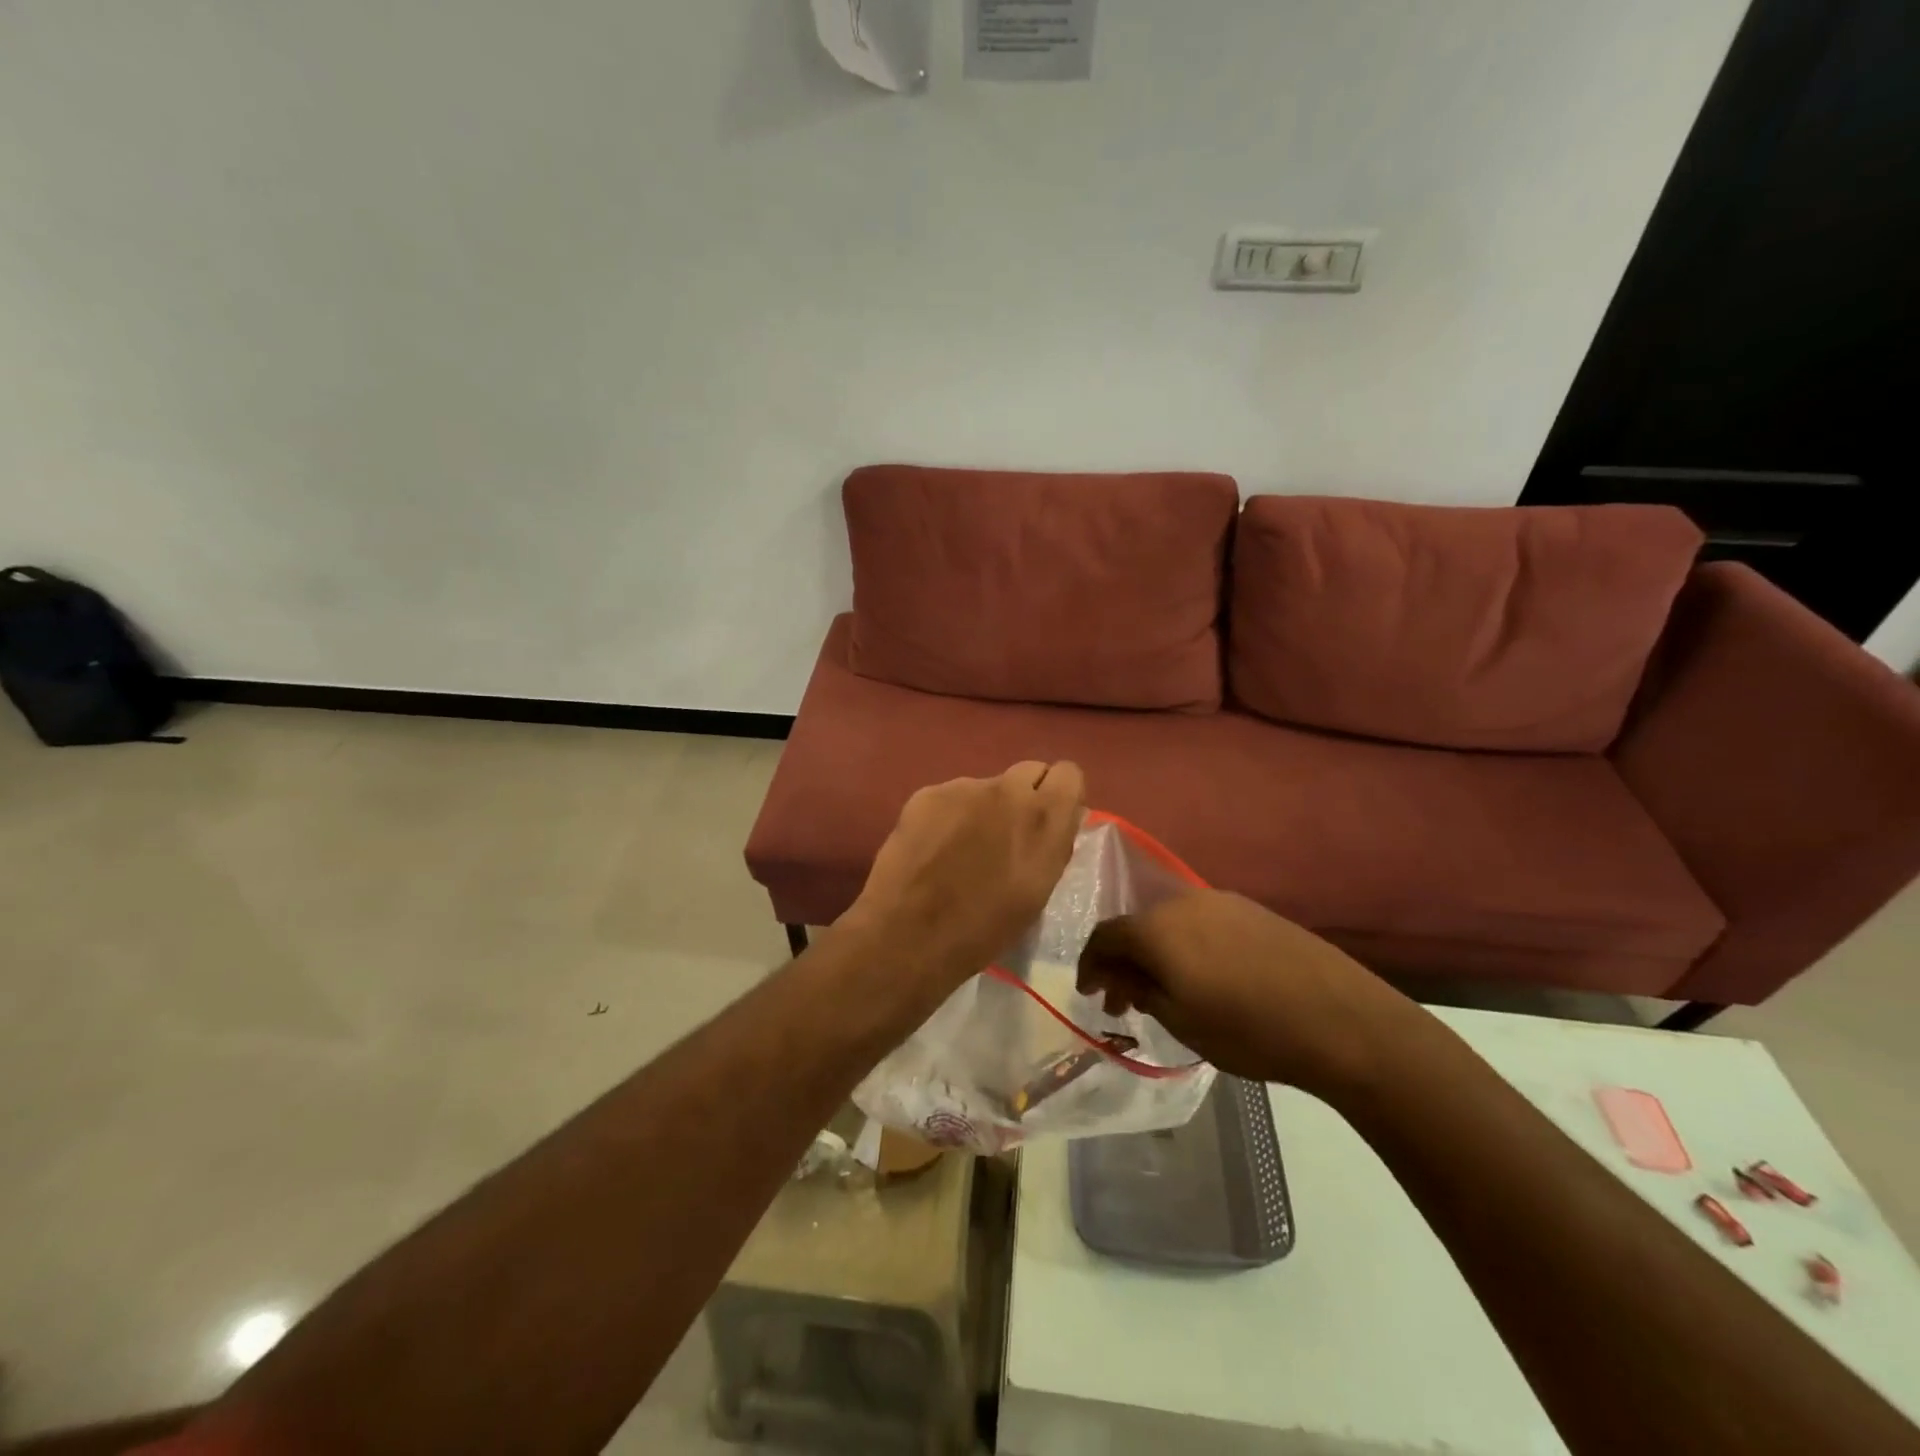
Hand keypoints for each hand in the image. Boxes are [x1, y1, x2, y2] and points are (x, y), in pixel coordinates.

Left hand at [845, 761, 1085, 993]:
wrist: (910, 934)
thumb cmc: (984, 930)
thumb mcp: (1038, 894)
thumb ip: (1051, 847)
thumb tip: (1053, 823)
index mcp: (1045, 820)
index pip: (1069, 774)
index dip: (1059, 794)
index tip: (1049, 818)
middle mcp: (1010, 792)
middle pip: (1030, 771)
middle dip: (1025, 795)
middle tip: (1007, 831)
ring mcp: (966, 788)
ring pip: (987, 786)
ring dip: (983, 808)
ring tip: (962, 848)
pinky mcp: (929, 792)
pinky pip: (951, 796)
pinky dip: (948, 815)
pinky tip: (933, 847)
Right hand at [1076, 889, 1423, 1097]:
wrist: (1341, 1018)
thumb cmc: (1249, 1028)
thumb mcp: (1181, 1021)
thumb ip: (1140, 990)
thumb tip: (1122, 975)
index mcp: (1157, 928)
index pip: (1104, 936)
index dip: (1089, 964)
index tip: (1089, 993)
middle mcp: (1182, 902)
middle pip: (1137, 926)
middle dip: (1123, 962)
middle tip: (1122, 1001)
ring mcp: (1221, 901)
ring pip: (1170, 923)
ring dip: (1156, 954)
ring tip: (1163, 992)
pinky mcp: (1253, 910)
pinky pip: (1201, 923)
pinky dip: (1187, 947)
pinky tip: (1202, 976)